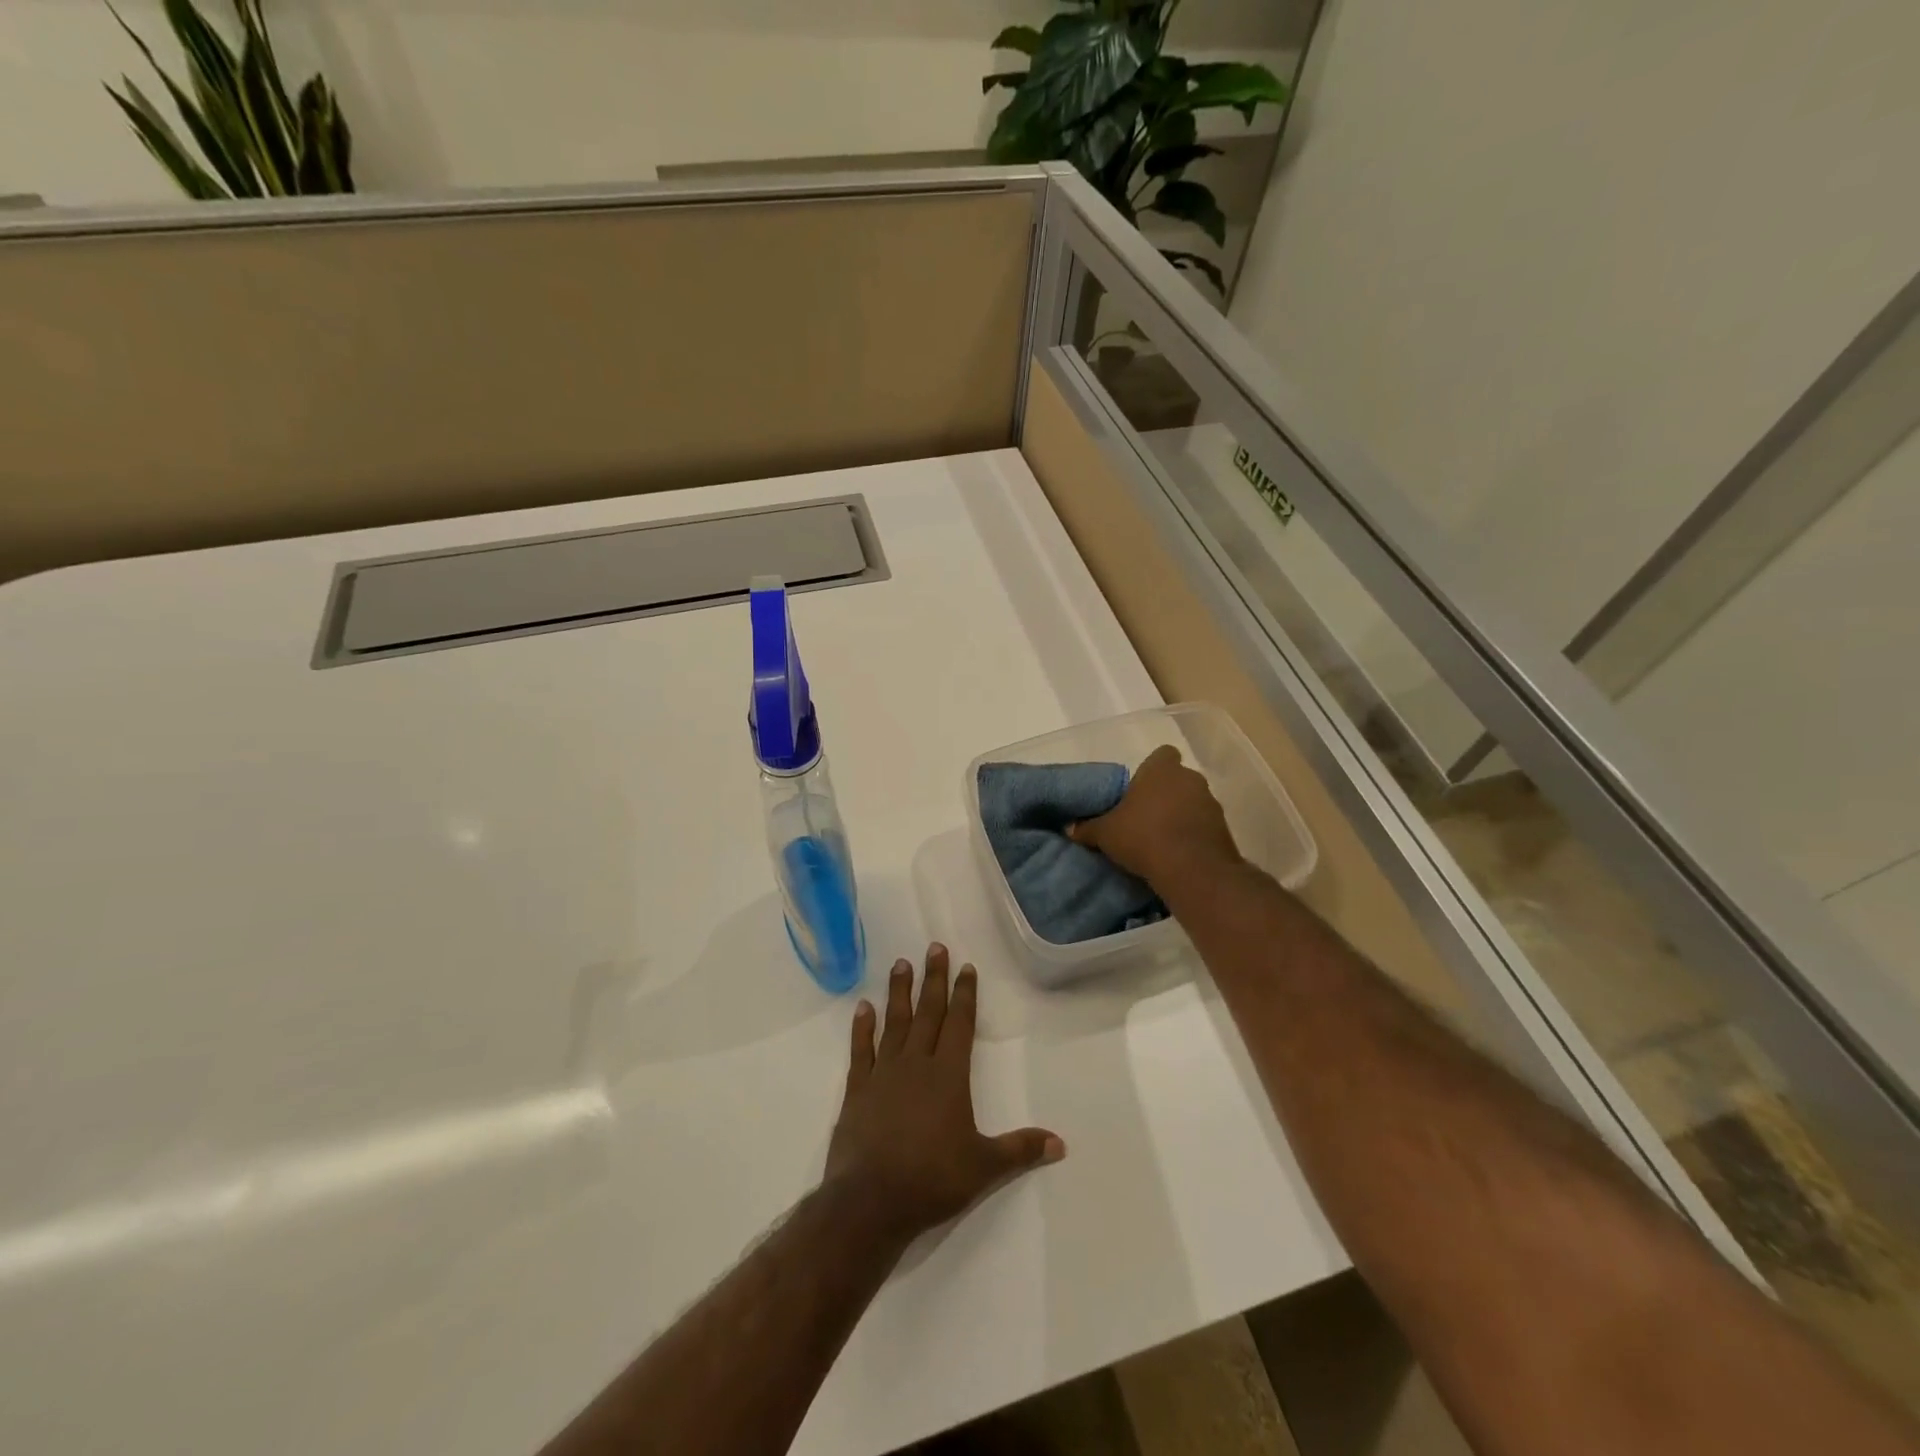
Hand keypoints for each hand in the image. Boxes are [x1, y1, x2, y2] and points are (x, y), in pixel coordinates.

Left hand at [825, 944, 1064, 1244]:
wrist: (871, 1201)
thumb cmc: (932, 1180)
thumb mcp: (984, 1167)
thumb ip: (1020, 1150)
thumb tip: (1061, 1143)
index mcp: (948, 1075)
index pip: (959, 1024)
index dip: (964, 995)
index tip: (965, 967)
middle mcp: (916, 1064)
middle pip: (928, 1013)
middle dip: (934, 980)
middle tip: (934, 948)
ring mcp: (884, 1074)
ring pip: (894, 1023)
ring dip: (899, 993)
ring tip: (900, 964)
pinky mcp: (858, 1090)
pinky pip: (861, 1050)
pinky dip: (862, 1028)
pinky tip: (863, 1007)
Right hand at [1069, 744, 1241, 890]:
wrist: (1192, 870)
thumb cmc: (1143, 837)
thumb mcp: (1105, 833)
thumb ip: (1088, 828)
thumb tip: (1070, 828)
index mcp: (1162, 769)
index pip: (1162, 754)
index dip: (1151, 769)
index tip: (1138, 788)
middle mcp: (1190, 778)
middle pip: (1177, 779)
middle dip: (1164, 794)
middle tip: (1143, 815)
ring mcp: (1211, 803)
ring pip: (1192, 802)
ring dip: (1180, 815)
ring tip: (1160, 838)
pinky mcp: (1224, 829)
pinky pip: (1203, 825)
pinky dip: (1193, 835)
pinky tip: (1177, 853)